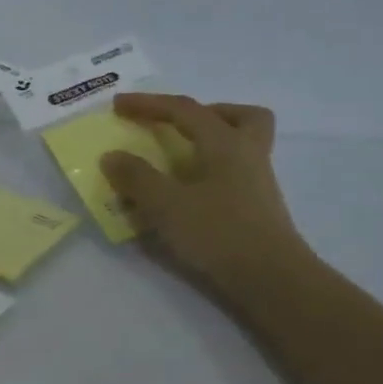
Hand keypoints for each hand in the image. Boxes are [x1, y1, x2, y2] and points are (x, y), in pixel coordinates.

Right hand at [100, 93, 315, 298]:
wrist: (270, 279)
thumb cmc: (217, 233)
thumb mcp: (165, 204)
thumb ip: (136, 177)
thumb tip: (111, 155)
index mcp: (226, 143)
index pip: (184, 110)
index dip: (148, 104)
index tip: (118, 105)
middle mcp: (247, 154)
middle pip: (239, 116)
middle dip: (206, 113)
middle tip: (176, 125)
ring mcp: (256, 182)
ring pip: (242, 143)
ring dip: (210, 141)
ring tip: (176, 159)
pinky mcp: (256, 207)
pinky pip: (233, 172)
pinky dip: (208, 171)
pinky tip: (185, 193)